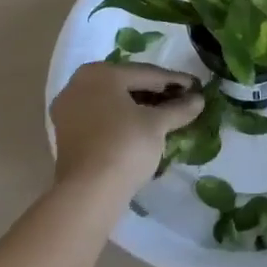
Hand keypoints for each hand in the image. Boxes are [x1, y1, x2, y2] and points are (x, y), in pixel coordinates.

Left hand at [50, 62, 203, 196]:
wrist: (88, 193)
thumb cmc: (125, 146)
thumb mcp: (157, 124)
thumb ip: (179, 108)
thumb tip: (199, 99)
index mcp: (100, 73)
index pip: (147, 73)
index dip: (175, 81)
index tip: (196, 86)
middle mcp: (79, 84)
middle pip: (128, 84)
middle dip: (157, 93)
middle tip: (183, 99)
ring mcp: (68, 109)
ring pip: (113, 101)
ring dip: (140, 106)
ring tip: (167, 114)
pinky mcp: (67, 133)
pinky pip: (102, 116)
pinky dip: (123, 119)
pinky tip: (144, 127)